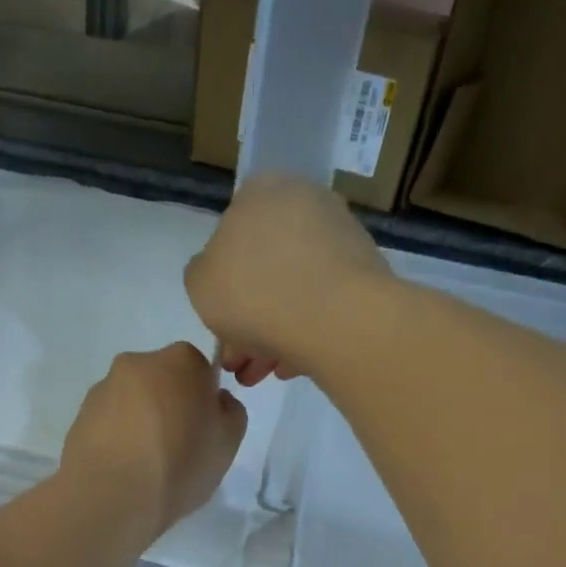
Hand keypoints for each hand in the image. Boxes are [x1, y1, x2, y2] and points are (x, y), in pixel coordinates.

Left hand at [60, 343, 247, 540]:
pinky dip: (118, 439)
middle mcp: (138, 362)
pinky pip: (109, 423)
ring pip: (133, 402)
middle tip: (177, 449)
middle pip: (163, 382)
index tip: (203, 432)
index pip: (200, 371)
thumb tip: (215, 401)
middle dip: (170, 407)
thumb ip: (230, 411)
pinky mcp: (79, 416)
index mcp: (180, 360)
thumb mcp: (229, 442)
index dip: (204, 401)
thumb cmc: (180, 463)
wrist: (112, 495)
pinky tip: (124, 470)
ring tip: (147, 466)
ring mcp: (103, 388)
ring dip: (142, 423)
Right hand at [183, 175, 390, 385]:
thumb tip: (220, 277)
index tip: (220, 328)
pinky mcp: (365, 273)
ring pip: (293, 291)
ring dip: (272, 334)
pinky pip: (322, 305)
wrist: (336, 318)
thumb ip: (203, 274)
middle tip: (239, 362)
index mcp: (260, 191)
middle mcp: (304, 202)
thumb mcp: (199, 284)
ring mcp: (340, 236)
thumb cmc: (254, 293)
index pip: (231, 237)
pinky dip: (304, 333)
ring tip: (262, 375)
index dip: (221, 289)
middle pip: (264, 269)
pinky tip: (291, 367)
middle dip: (248, 320)